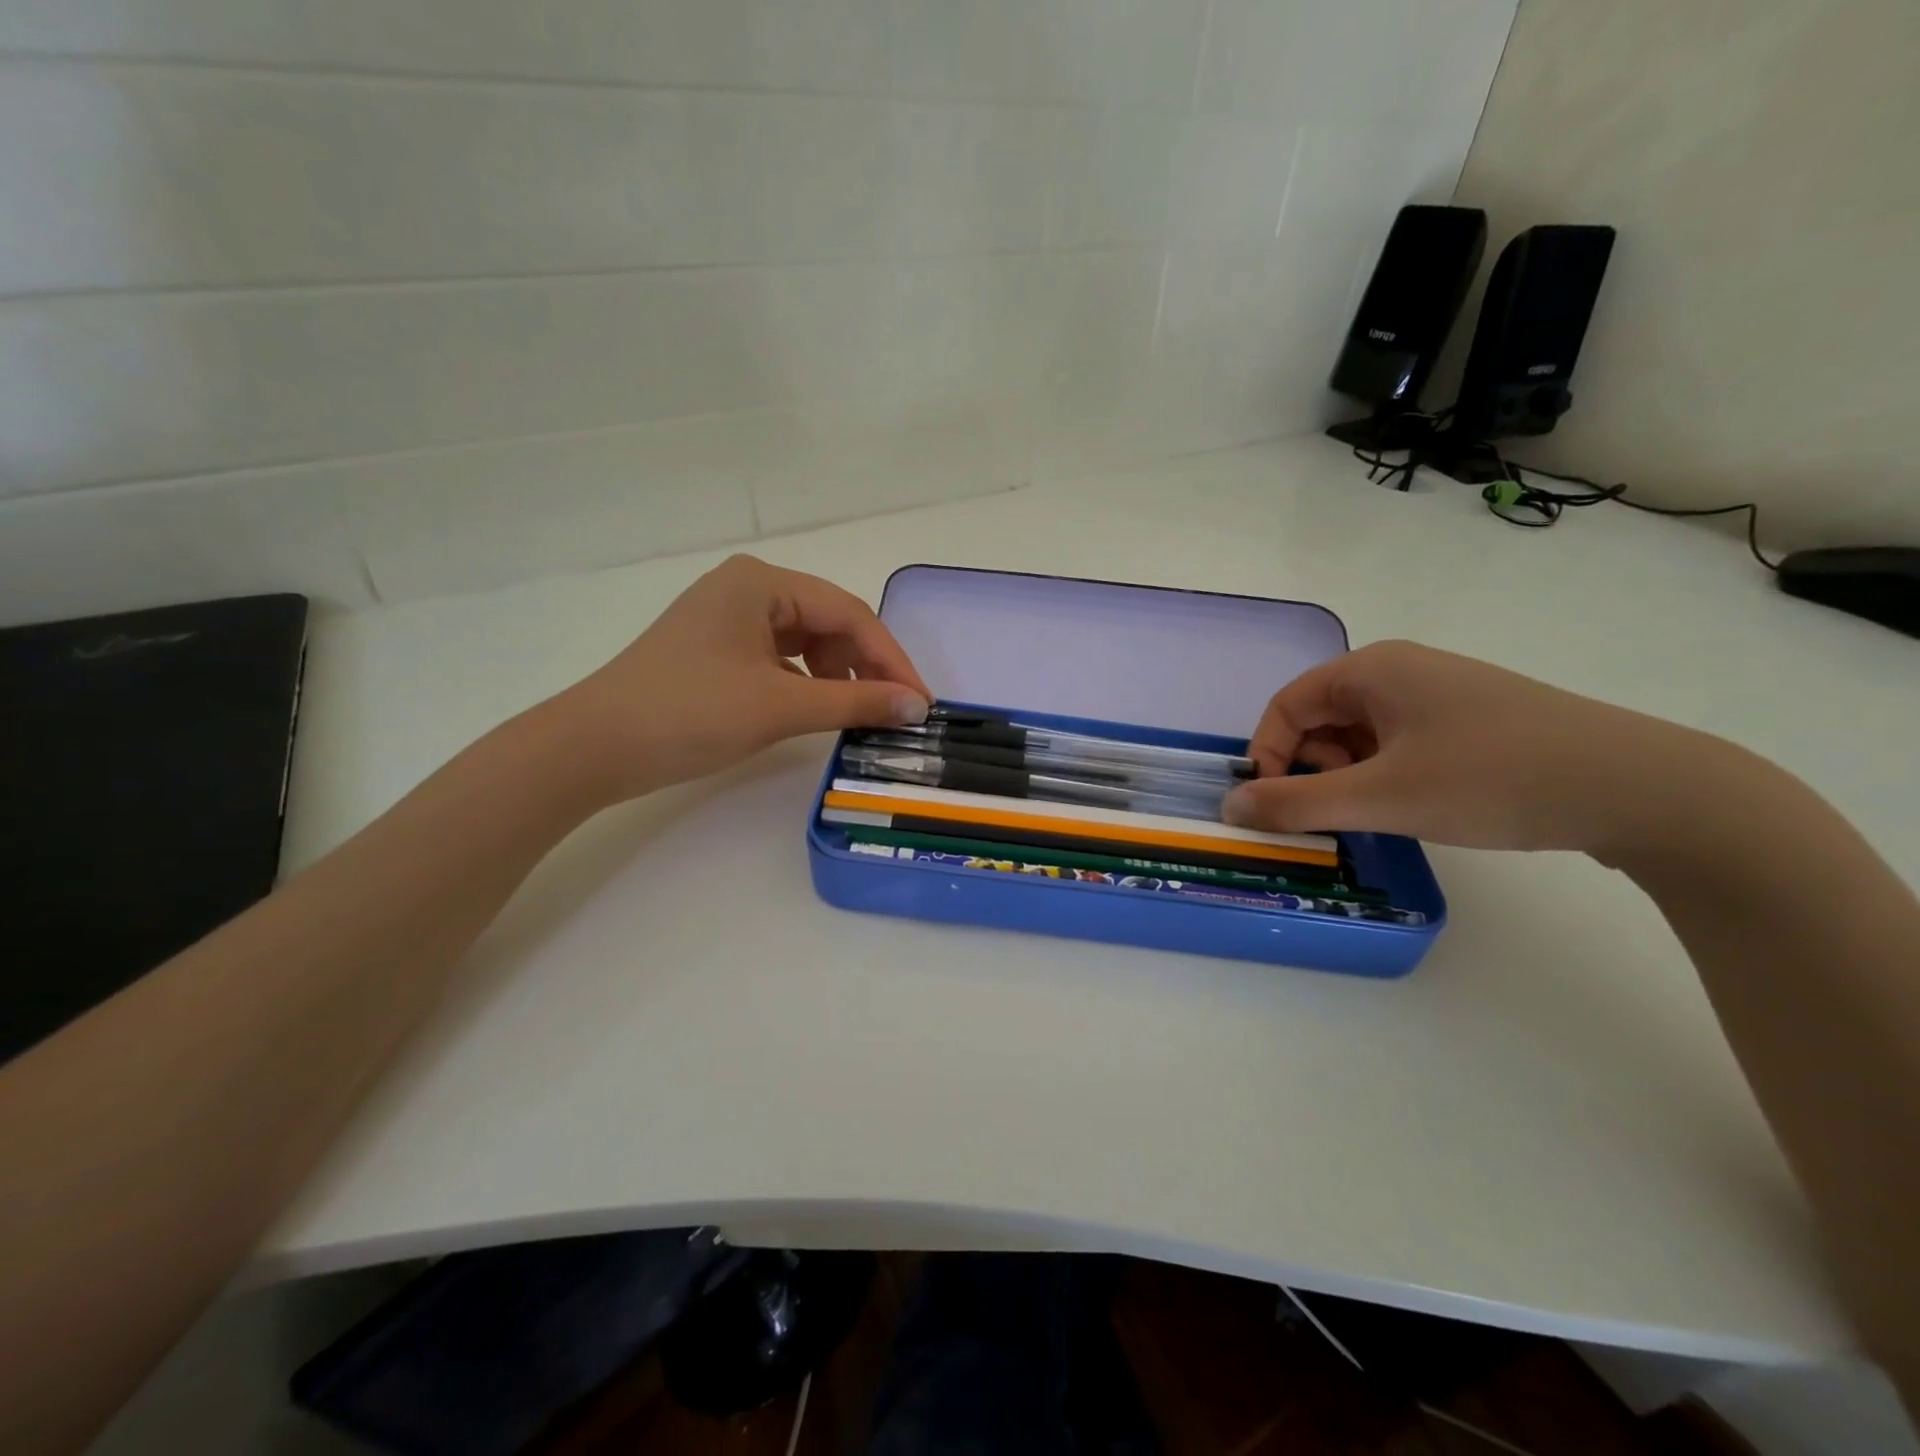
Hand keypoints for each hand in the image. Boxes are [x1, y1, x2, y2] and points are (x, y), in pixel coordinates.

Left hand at [547, 555, 931, 804]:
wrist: (593, 747)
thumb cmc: (690, 714)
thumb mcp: (780, 707)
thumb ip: (855, 703)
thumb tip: (917, 706)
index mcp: (762, 581)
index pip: (849, 615)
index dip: (891, 660)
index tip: (921, 703)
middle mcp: (748, 587)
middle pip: (830, 623)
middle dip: (865, 668)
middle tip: (894, 713)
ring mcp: (730, 617)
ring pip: (807, 642)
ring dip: (838, 677)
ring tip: (858, 715)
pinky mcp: (718, 648)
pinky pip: (781, 658)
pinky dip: (807, 683)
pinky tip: (817, 709)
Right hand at [1222, 641, 1717, 854]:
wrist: (1641, 787)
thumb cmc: (1491, 779)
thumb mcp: (1381, 796)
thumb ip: (1295, 803)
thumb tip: (1229, 808)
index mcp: (1371, 669)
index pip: (1285, 706)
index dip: (1267, 755)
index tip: (1277, 806)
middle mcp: (1400, 669)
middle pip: (1320, 718)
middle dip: (1312, 768)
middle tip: (1336, 813)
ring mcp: (1440, 692)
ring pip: (1360, 733)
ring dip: (1349, 775)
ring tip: (1380, 813)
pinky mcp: (1472, 719)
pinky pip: (1400, 741)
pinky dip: (1386, 774)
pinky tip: (1415, 805)